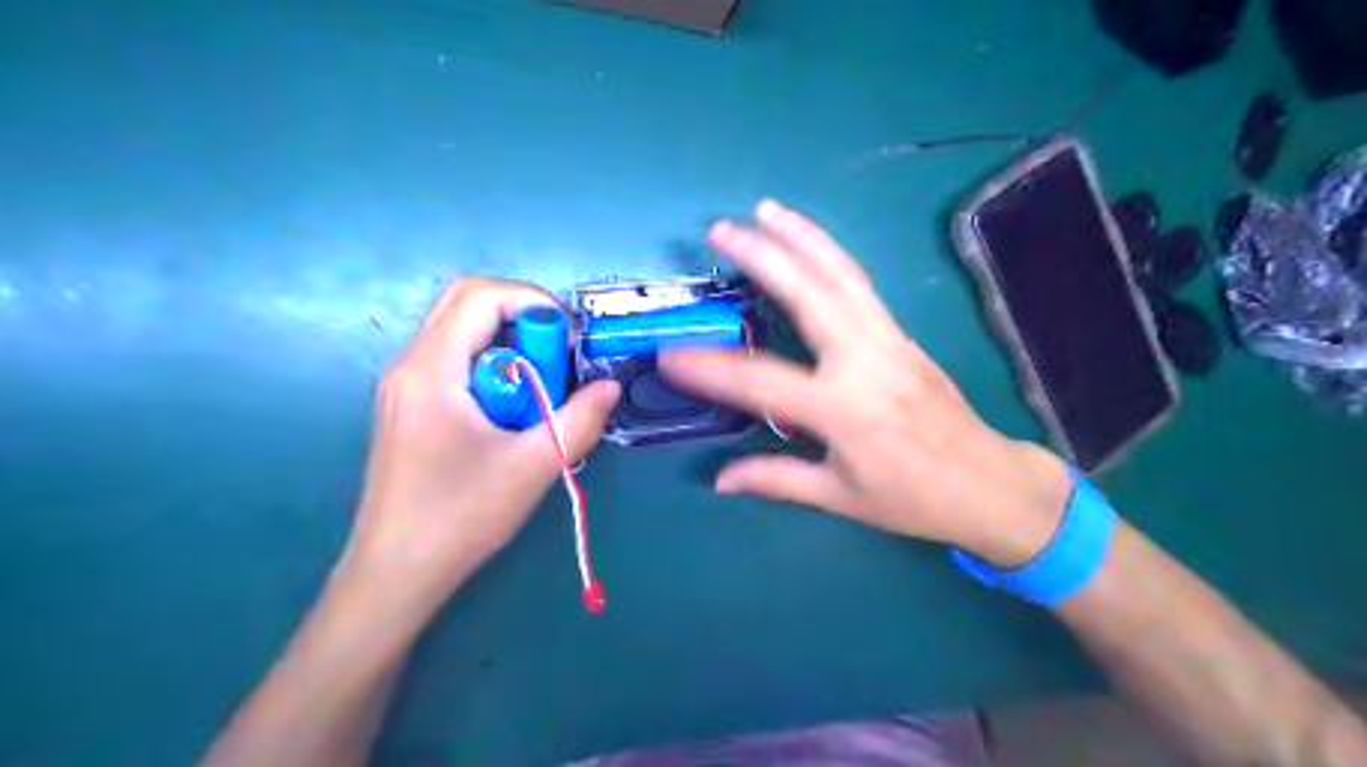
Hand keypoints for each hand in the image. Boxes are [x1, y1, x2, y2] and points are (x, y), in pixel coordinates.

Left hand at [338, 279, 624, 613]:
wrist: (396, 574)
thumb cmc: (460, 516)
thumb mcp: (534, 466)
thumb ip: (580, 420)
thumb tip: (609, 387)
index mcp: (431, 369)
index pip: (480, 295)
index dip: (533, 300)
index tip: (571, 339)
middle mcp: (410, 365)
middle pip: (466, 303)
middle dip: (522, 317)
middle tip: (559, 355)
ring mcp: (405, 387)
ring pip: (461, 333)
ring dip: (509, 345)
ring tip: (541, 388)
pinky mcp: (410, 408)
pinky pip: (456, 363)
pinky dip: (494, 368)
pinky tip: (514, 411)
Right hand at [660, 200, 1065, 565]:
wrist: (990, 483)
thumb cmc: (913, 498)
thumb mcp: (840, 496)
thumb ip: (777, 480)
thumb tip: (721, 479)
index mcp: (843, 410)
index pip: (761, 381)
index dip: (710, 369)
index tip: (670, 355)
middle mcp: (865, 362)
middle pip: (809, 295)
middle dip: (763, 257)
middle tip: (722, 231)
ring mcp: (888, 340)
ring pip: (842, 275)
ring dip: (802, 236)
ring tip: (766, 209)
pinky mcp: (902, 333)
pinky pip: (860, 284)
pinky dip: (831, 255)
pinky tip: (809, 242)